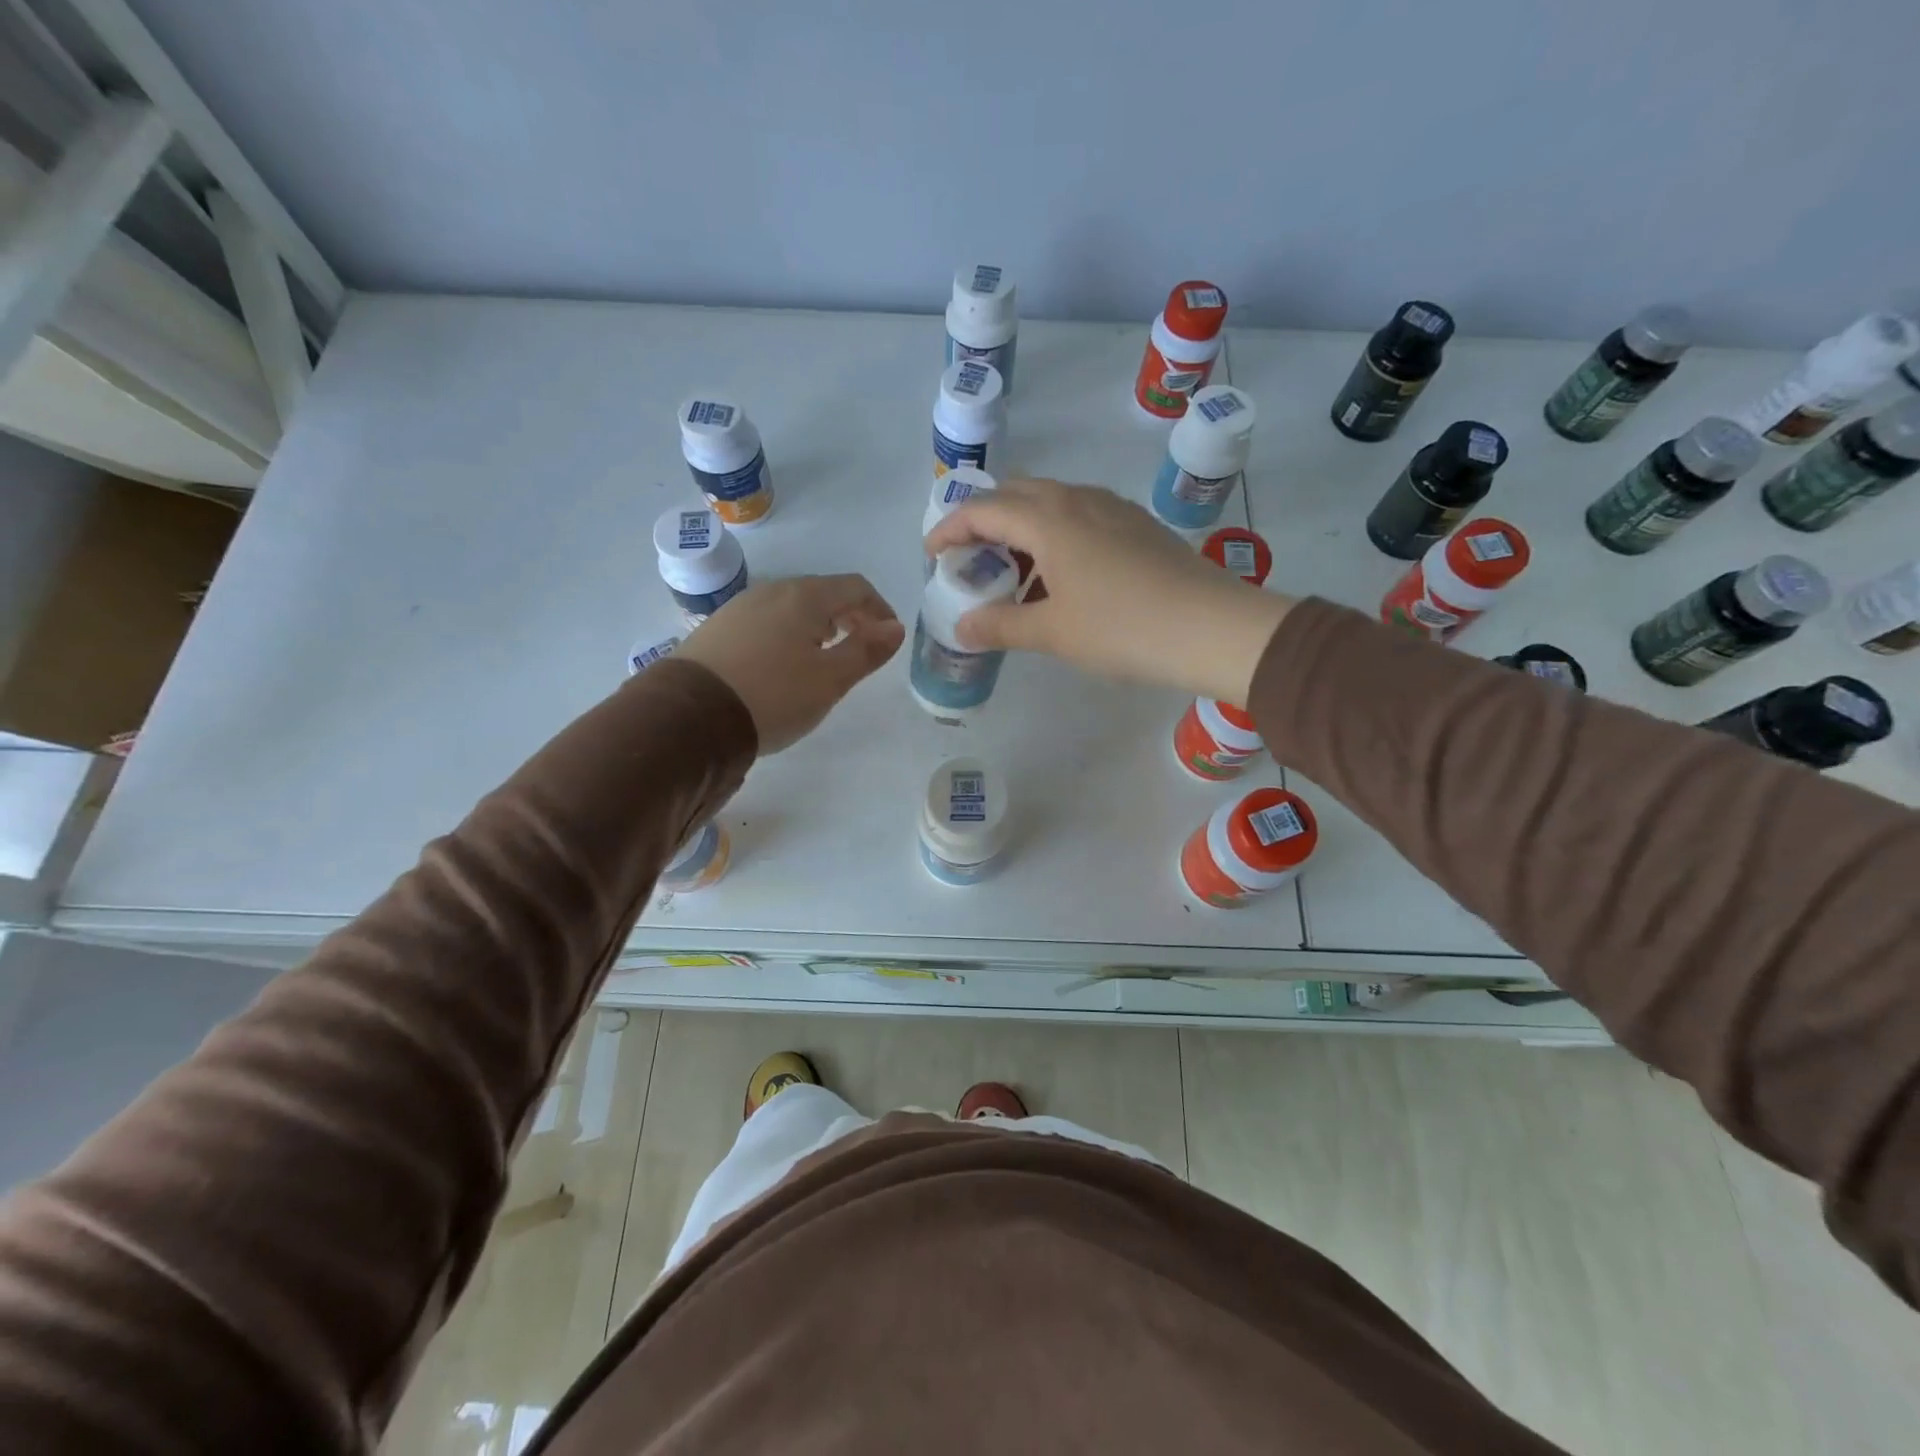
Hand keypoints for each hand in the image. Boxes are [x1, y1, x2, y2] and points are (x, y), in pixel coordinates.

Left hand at [678, 575, 904, 752]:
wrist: (690, 717)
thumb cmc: (774, 695)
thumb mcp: (830, 679)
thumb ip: (867, 650)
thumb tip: (895, 628)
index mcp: (805, 597)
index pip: (856, 588)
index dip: (879, 610)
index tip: (888, 638)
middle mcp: (772, 591)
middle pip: (822, 594)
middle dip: (849, 617)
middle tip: (860, 650)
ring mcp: (740, 607)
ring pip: (792, 608)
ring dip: (817, 627)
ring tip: (822, 661)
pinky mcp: (718, 629)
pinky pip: (765, 622)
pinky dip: (787, 635)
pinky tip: (782, 666)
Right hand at [924, 479, 1292, 705]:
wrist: (1210, 628)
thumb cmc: (1121, 628)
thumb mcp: (1052, 632)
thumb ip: (1001, 626)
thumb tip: (962, 628)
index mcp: (1048, 519)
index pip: (983, 509)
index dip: (949, 529)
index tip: (931, 555)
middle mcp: (1078, 500)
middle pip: (1016, 494)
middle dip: (983, 519)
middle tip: (969, 557)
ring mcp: (1112, 508)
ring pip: (1052, 502)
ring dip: (1021, 526)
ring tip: (1013, 570)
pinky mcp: (1137, 525)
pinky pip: (1080, 516)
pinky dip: (1054, 534)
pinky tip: (1061, 572)